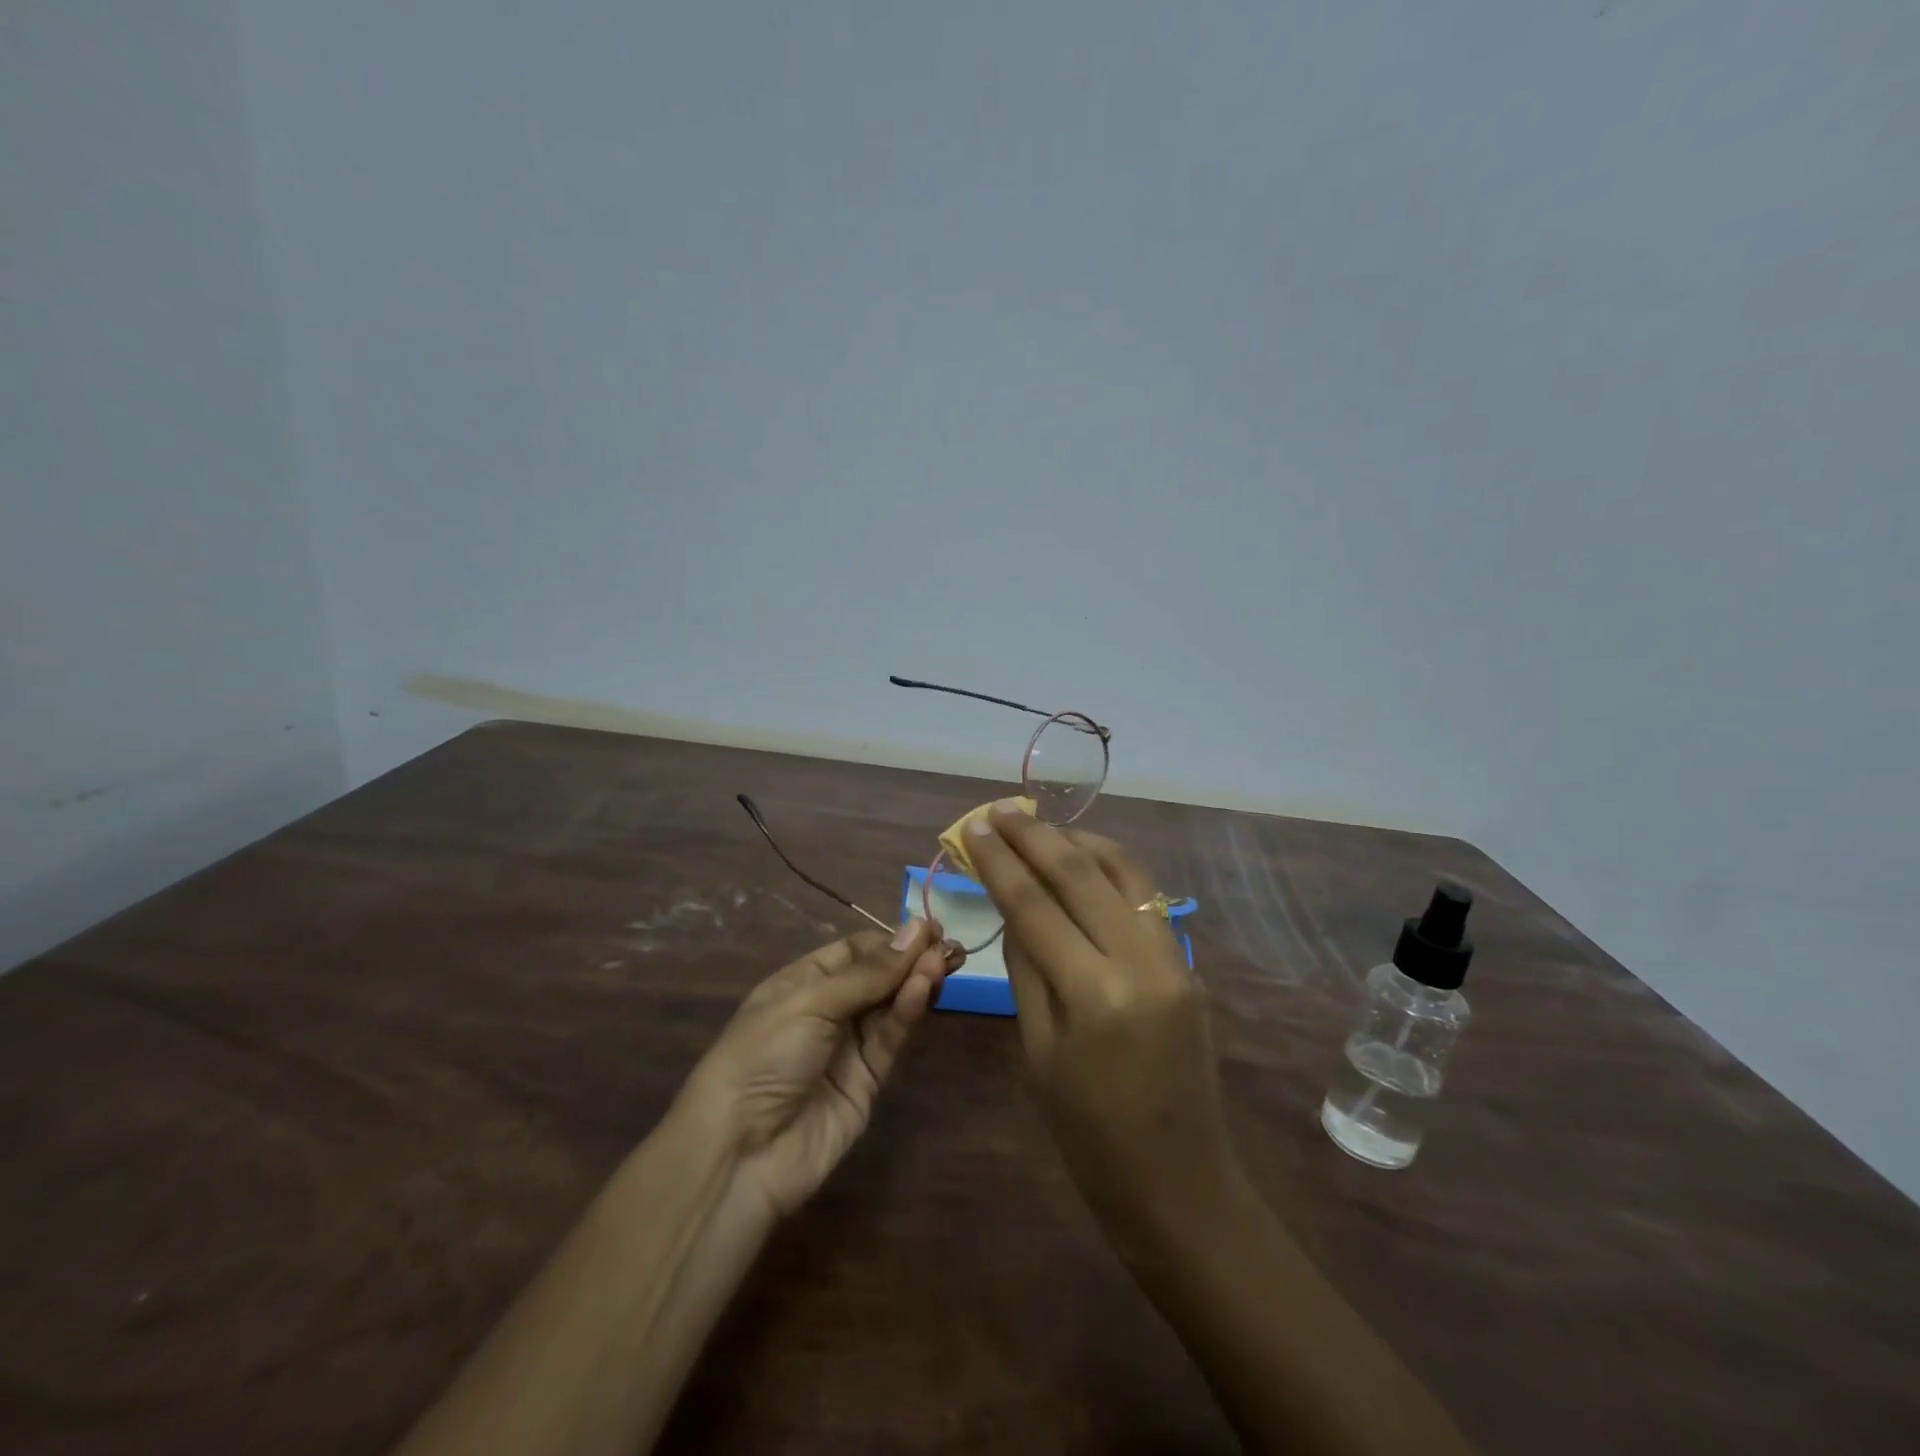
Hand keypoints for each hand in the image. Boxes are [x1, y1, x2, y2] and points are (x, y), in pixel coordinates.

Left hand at [676, 919, 958, 1218]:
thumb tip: (916, 930)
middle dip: (911, 959)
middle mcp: (827, 1010)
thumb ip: (868, 973)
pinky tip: (925, 988)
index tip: (927, 929)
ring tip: (944, 961)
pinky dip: (908, 1012)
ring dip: (915, 981)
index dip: (889, 940)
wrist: (741, 1153)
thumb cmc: (764, 1055)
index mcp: (801, 982)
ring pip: (890, 1005)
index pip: (853, 951)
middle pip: (878, 977)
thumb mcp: (810, 1001)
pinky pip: (891, 1038)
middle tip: (948, 944)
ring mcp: (848, 1047)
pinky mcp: (868, 1081)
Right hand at [964, 806, 1240, 1238]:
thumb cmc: (1089, 1137)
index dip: (999, 861)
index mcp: (1095, 995)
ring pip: (1125, 872)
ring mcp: (1175, 959)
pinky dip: (1110, 870)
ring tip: (1041, 826)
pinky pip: (1145, 898)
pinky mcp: (1189, 964)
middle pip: (1081, 873)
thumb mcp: (1039, 1052)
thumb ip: (1027, 969)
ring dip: (1079, 840)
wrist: (1182, 1186)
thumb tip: (1014, 906)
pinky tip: (1083, 864)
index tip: (974, 827)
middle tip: (1000, 810)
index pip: (1035, 904)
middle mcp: (1143, 962)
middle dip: (1035, 835)